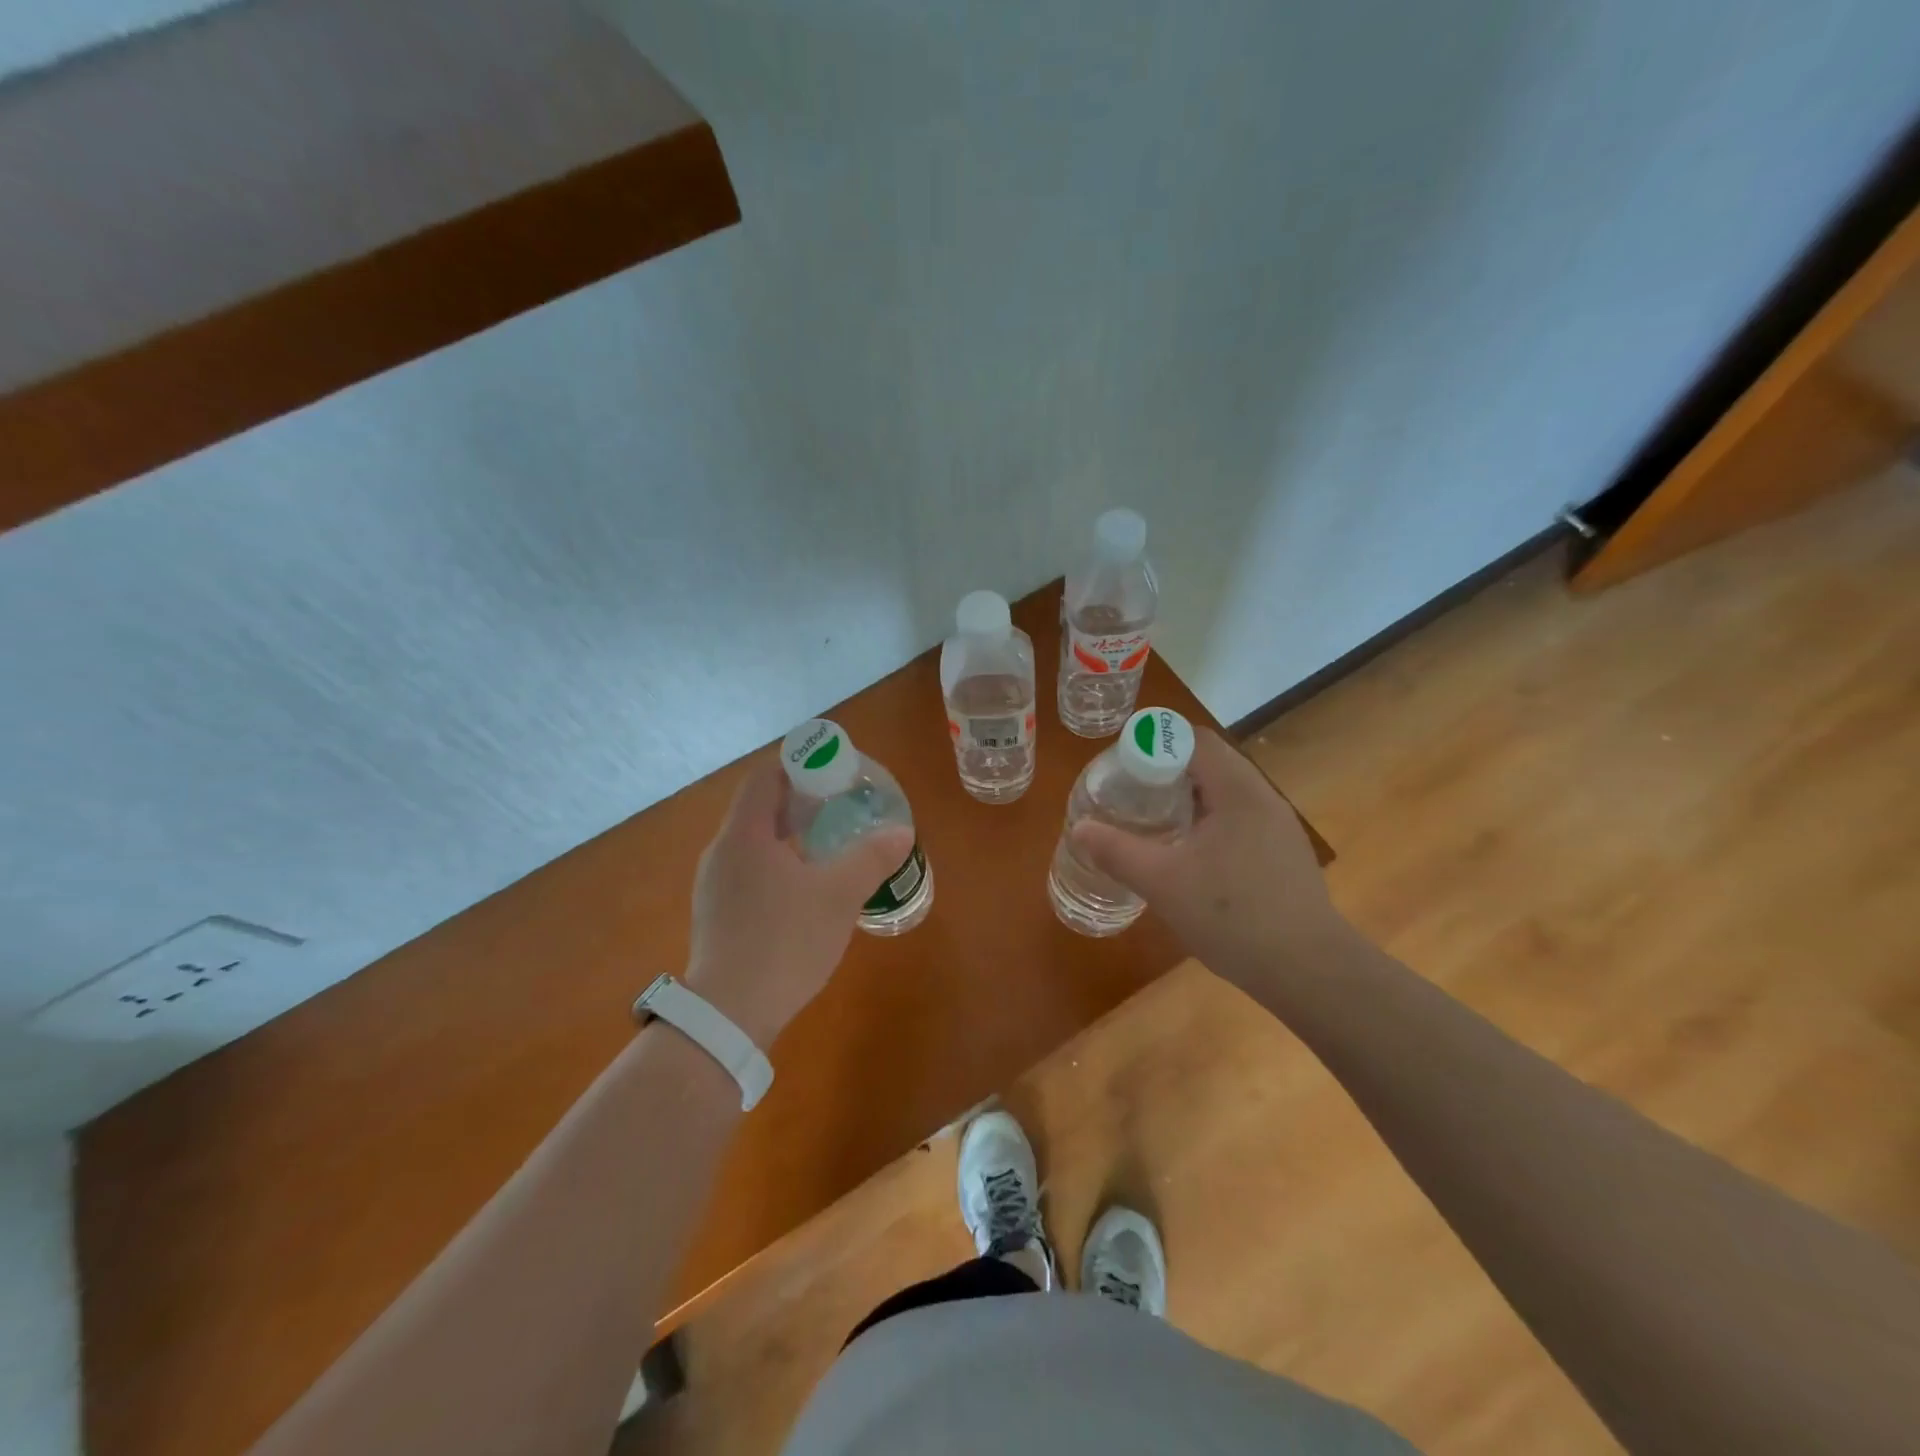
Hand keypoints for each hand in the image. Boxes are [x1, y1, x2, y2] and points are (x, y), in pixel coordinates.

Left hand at [683, 756, 913, 1046]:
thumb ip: (871, 858)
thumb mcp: (839, 896)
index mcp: (745, 834)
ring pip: (754, 842)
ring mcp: (713, 885)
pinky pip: (748, 871)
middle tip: (840, 807)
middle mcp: (722, 851)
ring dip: (790, 835)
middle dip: (800, 801)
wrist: (728, 1015)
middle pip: (760, 808)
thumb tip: (902, 833)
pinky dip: (777, 864)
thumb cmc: (785, 940)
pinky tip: (804, 889)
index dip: (799, 765)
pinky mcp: (716, 915)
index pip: (765, 776)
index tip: (833, 773)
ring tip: (829, 846)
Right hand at [1071, 729, 1350, 991]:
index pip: (1194, 739)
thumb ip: (1117, 851)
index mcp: (1237, 791)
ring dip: (1189, 798)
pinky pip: (1240, 819)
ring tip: (1155, 822)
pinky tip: (1192, 857)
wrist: (1309, 971)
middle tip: (1131, 794)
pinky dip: (1209, 822)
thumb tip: (1078, 828)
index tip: (1123, 767)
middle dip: (1167, 771)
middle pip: (1210, 763)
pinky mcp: (1284, 854)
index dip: (1155, 743)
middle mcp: (1262, 798)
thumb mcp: (1162, 882)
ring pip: (1226, 793)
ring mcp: (1278, 827)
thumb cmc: (1233, 916)